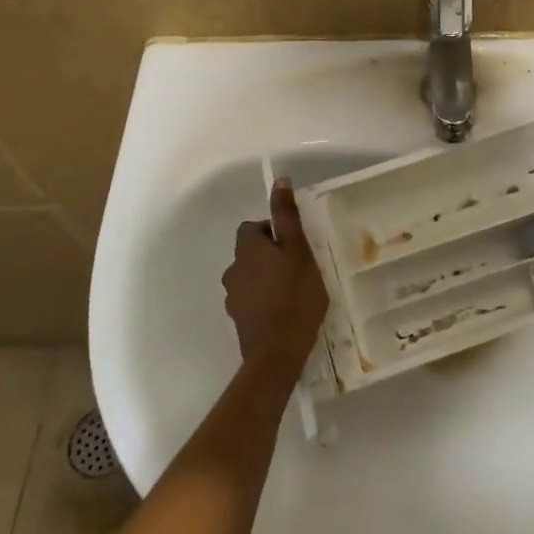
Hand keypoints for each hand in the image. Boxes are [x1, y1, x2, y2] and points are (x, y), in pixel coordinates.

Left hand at [223, 180, 329, 367]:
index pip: (254, 227)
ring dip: (267, 278)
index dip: (274, 231)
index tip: (296, 245)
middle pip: (251, 252)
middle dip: (272, 255)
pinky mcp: (239, 320)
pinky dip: (265, 300)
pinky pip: (252, 299)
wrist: (278, 353)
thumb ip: (288, 217)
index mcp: (247, 248)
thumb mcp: (299, 251)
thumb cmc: (294, 295)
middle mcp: (233, 269)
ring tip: (294, 290)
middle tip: (300, 267)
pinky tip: (285, 311)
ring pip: (251, 276)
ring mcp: (233, 296)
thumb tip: (279, 180)